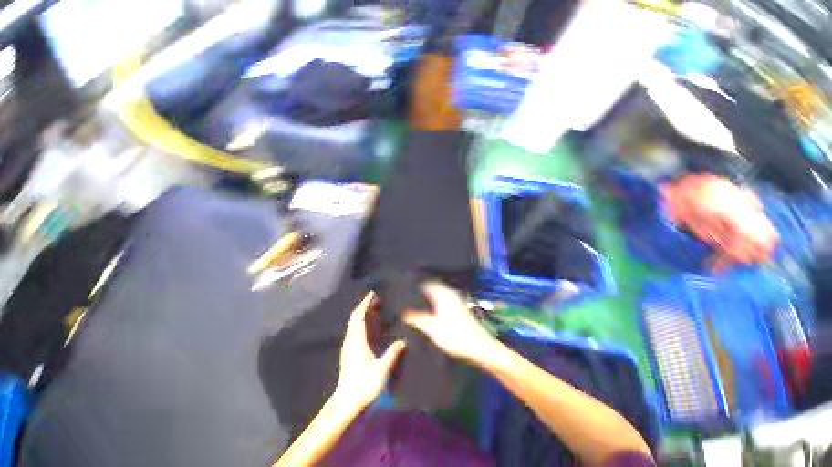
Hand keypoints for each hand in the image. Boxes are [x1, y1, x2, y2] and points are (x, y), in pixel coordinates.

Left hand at [334, 292, 405, 410]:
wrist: (346, 403)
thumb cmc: (363, 386)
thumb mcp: (381, 370)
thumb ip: (392, 354)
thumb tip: (403, 342)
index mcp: (357, 341)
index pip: (359, 317)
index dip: (365, 304)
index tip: (372, 294)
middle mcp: (350, 341)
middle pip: (355, 318)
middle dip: (364, 306)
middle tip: (376, 298)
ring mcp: (348, 347)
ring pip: (354, 324)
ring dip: (363, 314)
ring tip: (374, 308)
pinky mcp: (349, 353)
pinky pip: (355, 331)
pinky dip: (362, 323)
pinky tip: (370, 326)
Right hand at [403, 281, 495, 363]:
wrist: (481, 348)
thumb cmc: (455, 336)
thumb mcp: (432, 328)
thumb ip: (416, 318)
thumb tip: (402, 309)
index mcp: (444, 294)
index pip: (426, 282)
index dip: (415, 283)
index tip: (403, 286)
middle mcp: (450, 293)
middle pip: (432, 286)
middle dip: (420, 289)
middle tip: (406, 294)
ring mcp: (456, 300)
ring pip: (437, 293)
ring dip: (427, 296)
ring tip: (414, 301)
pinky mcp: (459, 308)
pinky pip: (442, 299)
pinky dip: (434, 301)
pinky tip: (428, 309)